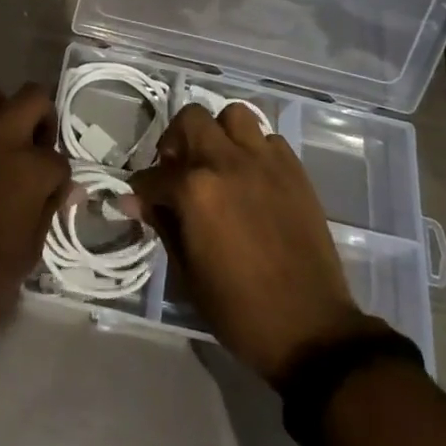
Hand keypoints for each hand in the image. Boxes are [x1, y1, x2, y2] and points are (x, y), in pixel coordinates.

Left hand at [0, 80, 71, 332]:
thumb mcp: (25, 257)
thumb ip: (48, 213)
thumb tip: (67, 189)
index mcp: (30, 167)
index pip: (58, 159)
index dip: (55, 177)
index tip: (46, 191)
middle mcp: (1, 134)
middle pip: (34, 96)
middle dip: (39, 116)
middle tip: (29, 143)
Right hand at [130, 103, 374, 384]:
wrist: (310, 329)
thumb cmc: (240, 310)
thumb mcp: (188, 273)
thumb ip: (162, 224)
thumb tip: (135, 200)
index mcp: (195, 189)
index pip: (154, 175)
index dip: (142, 190)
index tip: (141, 200)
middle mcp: (227, 161)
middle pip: (191, 119)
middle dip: (176, 140)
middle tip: (178, 169)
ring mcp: (264, 161)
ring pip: (233, 116)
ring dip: (219, 133)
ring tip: (218, 162)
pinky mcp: (294, 169)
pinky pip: (268, 139)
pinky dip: (254, 150)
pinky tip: (252, 177)